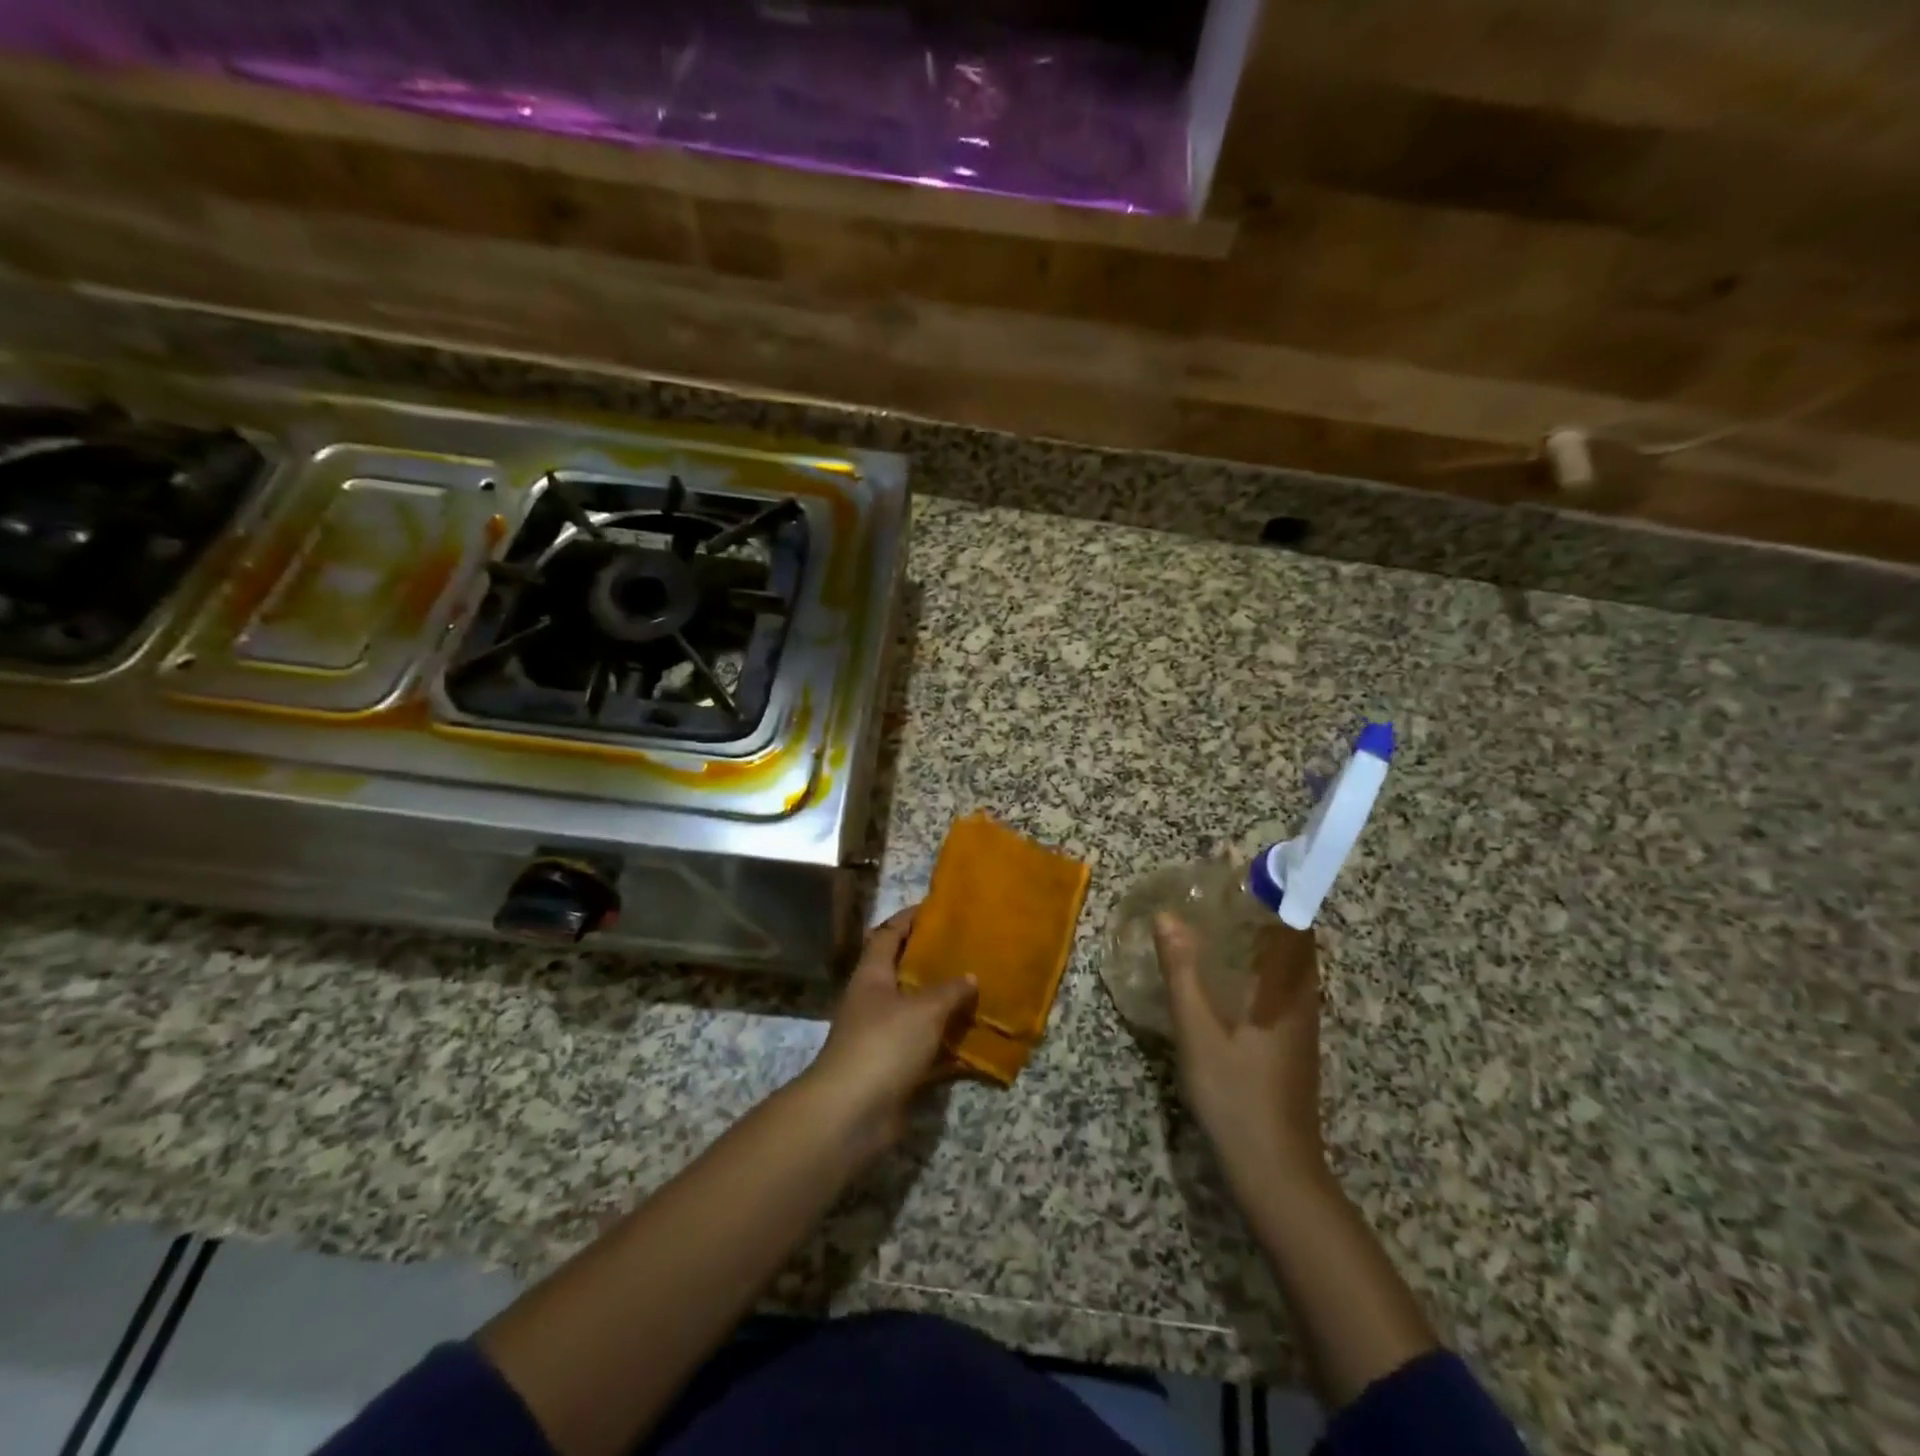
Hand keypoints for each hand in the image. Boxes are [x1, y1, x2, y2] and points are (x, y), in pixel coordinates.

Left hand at [803, 906, 976, 1160]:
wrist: (852, 1113)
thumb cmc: (884, 1044)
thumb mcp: (923, 1009)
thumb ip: (949, 991)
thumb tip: (970, 977)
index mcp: (872, 976)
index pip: (888, 934)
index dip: (909, 919)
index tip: (937, 909)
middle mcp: (874, 1002)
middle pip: (904, 973)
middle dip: (934, 962)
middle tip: (969, 951)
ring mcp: (882, 1038)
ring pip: (918, 1013)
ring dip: (944, 1006)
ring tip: (979, 993)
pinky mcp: (894, 1070)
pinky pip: (926, 1051)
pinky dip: (948, 1048)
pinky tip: (977, 1044)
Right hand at [1153, 912, 1325, 1180]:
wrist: (1275, 1169)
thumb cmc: (1236, 1093)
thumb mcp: (1198, 1030)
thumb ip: (1182, 971)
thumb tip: (1168, 916)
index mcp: (1288, 987)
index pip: (1292, 918)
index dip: (1269, 886)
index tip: (1237, 863)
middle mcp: (1302, 996)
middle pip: (1290, 935)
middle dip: (1259, 904)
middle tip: (1215, 886)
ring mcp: (1300, 1020)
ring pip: (1285, 961)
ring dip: (1257, 933)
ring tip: (1213, 917)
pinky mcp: (1291, 1039)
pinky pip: (1277, 982)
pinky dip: (1255, 961)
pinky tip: (1221, 971)